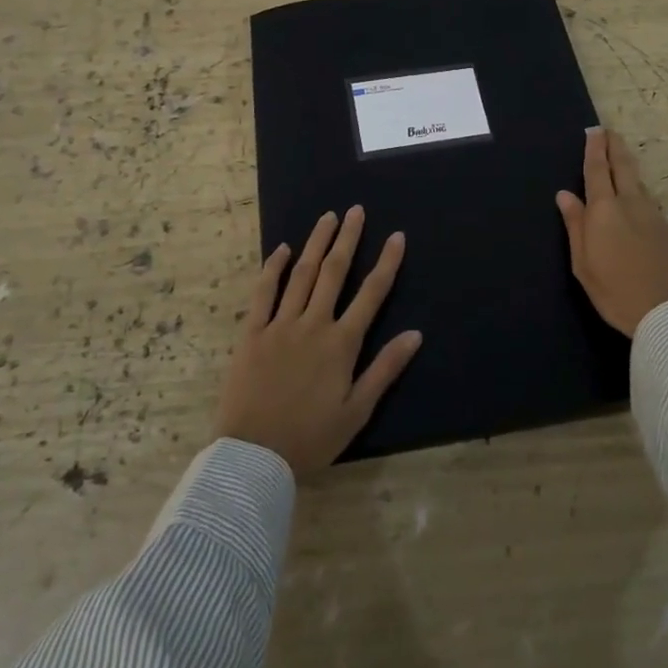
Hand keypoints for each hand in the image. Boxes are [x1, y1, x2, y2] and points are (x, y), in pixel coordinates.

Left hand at [214, 206, 421, 475]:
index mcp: (341, 343)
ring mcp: (280, 325)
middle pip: (334, 272)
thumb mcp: (357, 411)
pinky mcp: (252, 333)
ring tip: (327, 218)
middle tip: (356, 210)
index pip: (371, 294)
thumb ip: (385, 369)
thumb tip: (415, 334)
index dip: (386, 263)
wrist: (253, 457)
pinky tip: (280, 249)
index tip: (397, 236)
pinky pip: (263, 293)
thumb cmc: (310, 438)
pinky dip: (272, 268)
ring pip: (301, 274)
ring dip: (316, 243)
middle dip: (348, 239)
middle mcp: (313, 324)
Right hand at [556, 127, 667, 337]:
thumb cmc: (616, 292)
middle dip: (615, 147)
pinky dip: (640, 195)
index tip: (594, 131)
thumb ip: (575, 226)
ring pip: (639, 184)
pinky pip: (651, 204)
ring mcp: (655, 216)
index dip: (594, 149)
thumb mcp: (583, 264)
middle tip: (610, 132)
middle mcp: (631, 204)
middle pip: (623, 167)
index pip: (597, 170)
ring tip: (620, 163)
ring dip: (628, 169)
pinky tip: (638, 204)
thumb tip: (565, 195)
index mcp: (604, 210)